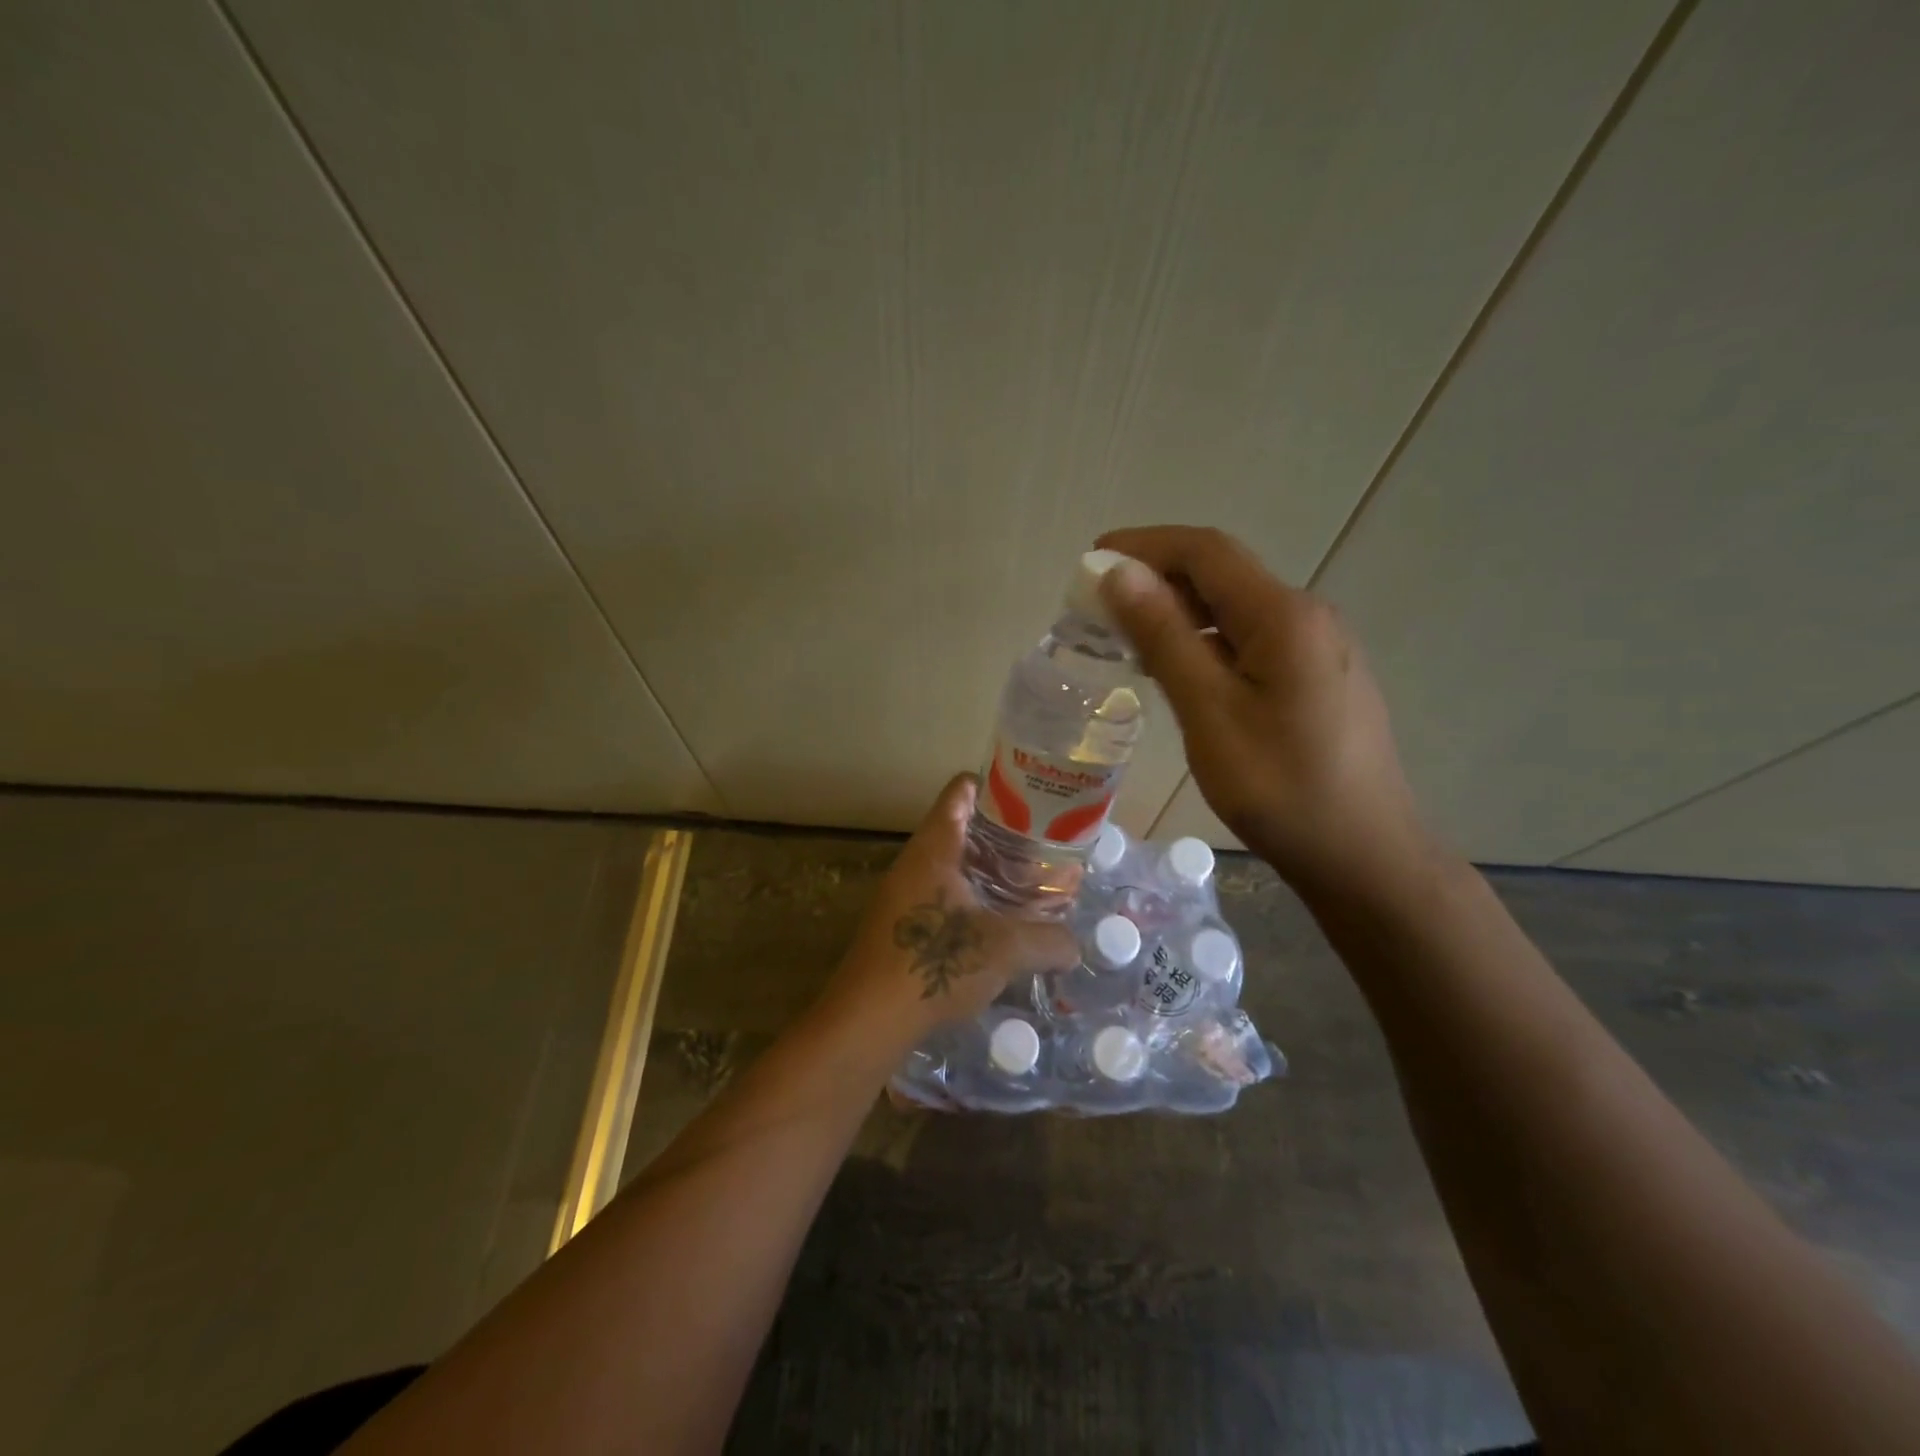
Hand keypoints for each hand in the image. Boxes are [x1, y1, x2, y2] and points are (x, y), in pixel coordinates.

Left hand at [818, 774, 1077, 1047]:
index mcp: (935, 847)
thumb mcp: (1004, 949)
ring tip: (1032, 884)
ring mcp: (905, 894)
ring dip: (991, 872)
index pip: (962, 791)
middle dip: (1005, 837)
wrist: (869, 1019)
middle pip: (963, 829)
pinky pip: (945, 897)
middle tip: (1046, 846)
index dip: (996, 786)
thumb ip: (1048, 941)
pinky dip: (975, 900)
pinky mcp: (903, 925)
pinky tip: (1002, 924)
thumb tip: (1075, 947)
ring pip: (955, 867)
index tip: (1032, 796)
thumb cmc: (936, 963)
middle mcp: (916, 862)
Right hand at [1096, 525, 1432, 897]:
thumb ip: (1165, 637)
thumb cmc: (1279, 788)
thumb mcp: (1210, 712)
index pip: (1206, 551)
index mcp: (1284, 616)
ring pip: (1237, 608)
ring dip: (1181, 610)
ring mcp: (1320, 647)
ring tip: (1129, 636)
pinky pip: (1254, 638)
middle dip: (1158, 576)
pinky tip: (1181, 669)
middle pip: (1223, 574)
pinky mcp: (1320, 676)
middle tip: (1100, 605)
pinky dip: (1207, 639)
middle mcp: (1308, 616)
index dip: (1145, 545)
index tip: (1091, 560)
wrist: (1363, 855)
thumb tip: (1120, 575)